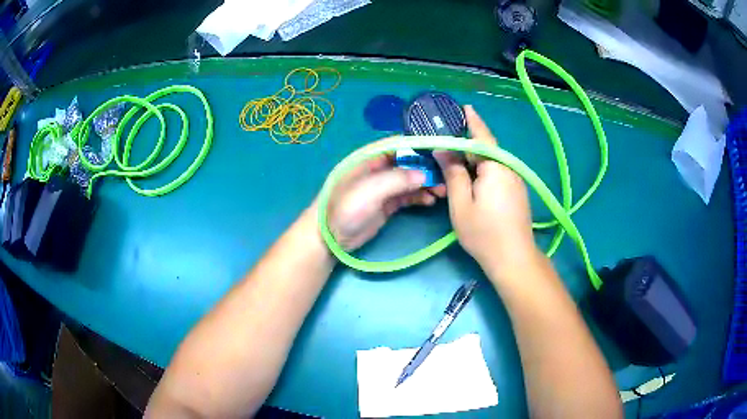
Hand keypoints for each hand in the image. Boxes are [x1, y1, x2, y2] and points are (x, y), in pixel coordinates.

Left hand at [326, 142, 445, 250]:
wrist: (329, 237)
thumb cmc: (344, 208)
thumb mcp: (369, 190)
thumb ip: (396, 179)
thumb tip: (423, 173)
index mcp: (371, 157)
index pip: (399, 144)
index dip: (420, 145)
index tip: (442, 150)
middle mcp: (379, 168)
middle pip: (409, 162)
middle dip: (428, 167)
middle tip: (446, 177)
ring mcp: (384, 187)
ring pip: (411, 179)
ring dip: (427, 183)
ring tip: (442, 191)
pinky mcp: (387, 204)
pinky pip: (408, 195)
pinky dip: (420, 196)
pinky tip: (431, 200)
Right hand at [434, 105, 538, 276]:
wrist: (514, 258)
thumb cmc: (484, 233)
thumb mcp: (461, 204)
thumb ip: (453, 174)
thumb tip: (444, 150)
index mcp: (495, 167)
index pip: (482, 137)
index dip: (472, 121)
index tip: (464, 107)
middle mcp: (509, 169)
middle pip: (487, 149)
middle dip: (468, 144)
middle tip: (448, 140)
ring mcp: (515, 181)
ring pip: (492, 162)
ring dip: (475, 159)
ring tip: (456, 160)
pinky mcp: (517, 192)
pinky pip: (498, 173)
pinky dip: (484, 170)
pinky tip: (473, 178)